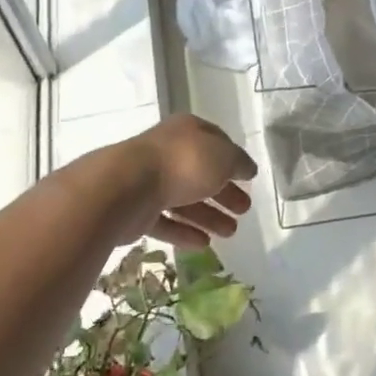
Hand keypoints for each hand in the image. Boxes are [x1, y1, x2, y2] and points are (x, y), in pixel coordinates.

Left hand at [123, 113, 257, 247]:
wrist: (127, 187)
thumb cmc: (183, 163)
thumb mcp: (224, 157)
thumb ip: (239, 163)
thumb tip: (248, 169)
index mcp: (187, 131)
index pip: (216, 142)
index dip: (233, 160)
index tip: (248, 178)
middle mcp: (167, 152)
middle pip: (201, 173)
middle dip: (224, 193)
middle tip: (244, 209)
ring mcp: (150, 181)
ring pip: (185, 199)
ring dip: (209, 216)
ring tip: (230, 234)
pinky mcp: (136, 210)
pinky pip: (166, 221)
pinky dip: (185, 231)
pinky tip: (204, 244)